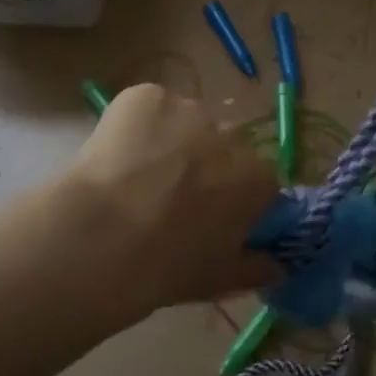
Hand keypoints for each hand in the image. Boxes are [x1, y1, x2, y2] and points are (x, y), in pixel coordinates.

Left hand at [64, 84, 280, 310]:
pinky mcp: (148, 95)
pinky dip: (136, 125)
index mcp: (257, 178)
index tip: (212, 217)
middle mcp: (231, 135)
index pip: (258, 181)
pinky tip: (116, 154)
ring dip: (171, 142)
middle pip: (223, 147)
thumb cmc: (166, 266)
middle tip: (171, 198)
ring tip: (136, 176)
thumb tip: (275, 268)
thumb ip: (255, 270)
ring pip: (185, 123)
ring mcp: (189, 109)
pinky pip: (149, 107)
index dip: (235, 198)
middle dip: (205, 166)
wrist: (100, 238)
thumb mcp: (219, 279)